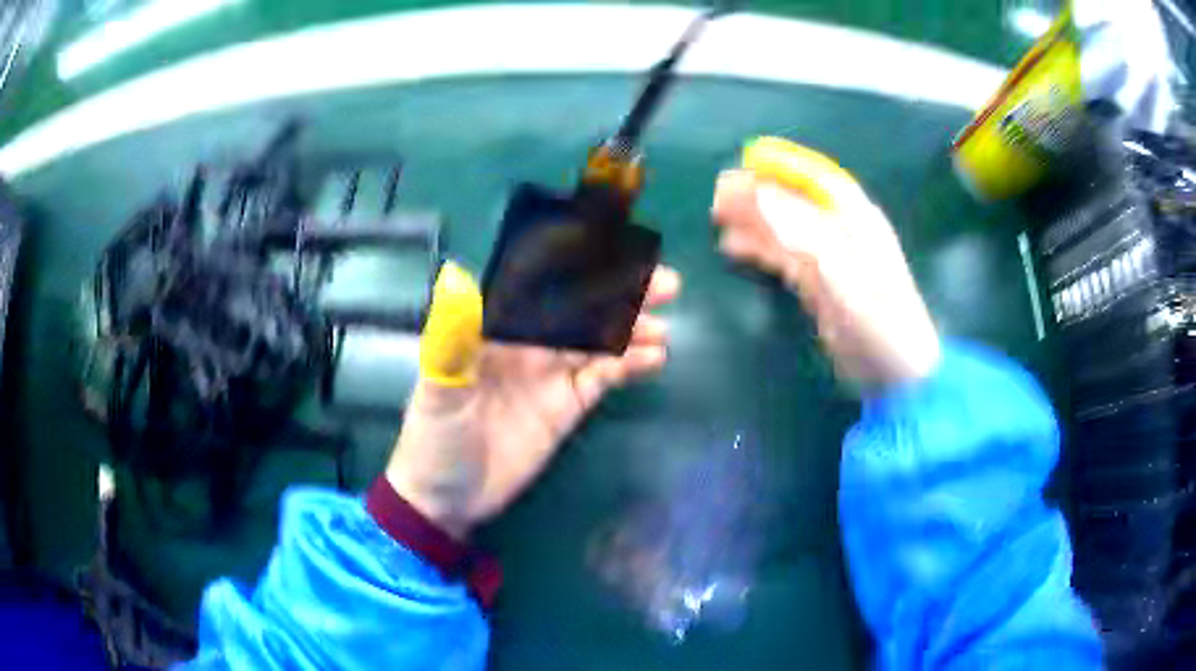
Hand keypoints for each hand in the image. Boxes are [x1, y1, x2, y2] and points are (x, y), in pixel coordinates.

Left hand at [386, 262, 680, 537]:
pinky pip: (602, 377)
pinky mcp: (566, 406)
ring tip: (662, 327)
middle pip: (579, 309)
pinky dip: (628, 366)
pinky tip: (654, 358)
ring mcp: (549, 374)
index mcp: (493, 328)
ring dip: (631, 330)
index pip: (540, 286)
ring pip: (597, 341)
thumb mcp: (438, 390)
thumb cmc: (433, 438)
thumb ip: (451, 339)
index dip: (577, 266)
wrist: (447, 499)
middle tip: (665, 284)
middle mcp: (526, 342)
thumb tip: (456, 278)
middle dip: (619, 294)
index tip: (615, 252)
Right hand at [711, 139, 938, 387]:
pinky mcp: (821, 286)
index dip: (785, 165)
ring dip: (753, 221)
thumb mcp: (843, 275)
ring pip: (785, 230)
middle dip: (759, 194)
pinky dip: (758, 250)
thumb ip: (804, 234)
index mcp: (857, 220)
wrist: (894, 373)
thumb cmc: (878, 321)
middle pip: (795, 203)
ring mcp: (831, 260)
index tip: (747, 159)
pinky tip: (735, 248)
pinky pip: (783, 258)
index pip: (817, 180)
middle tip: (718, 193)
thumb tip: (761, 197)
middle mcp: (843, 233)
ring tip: (718, 217)